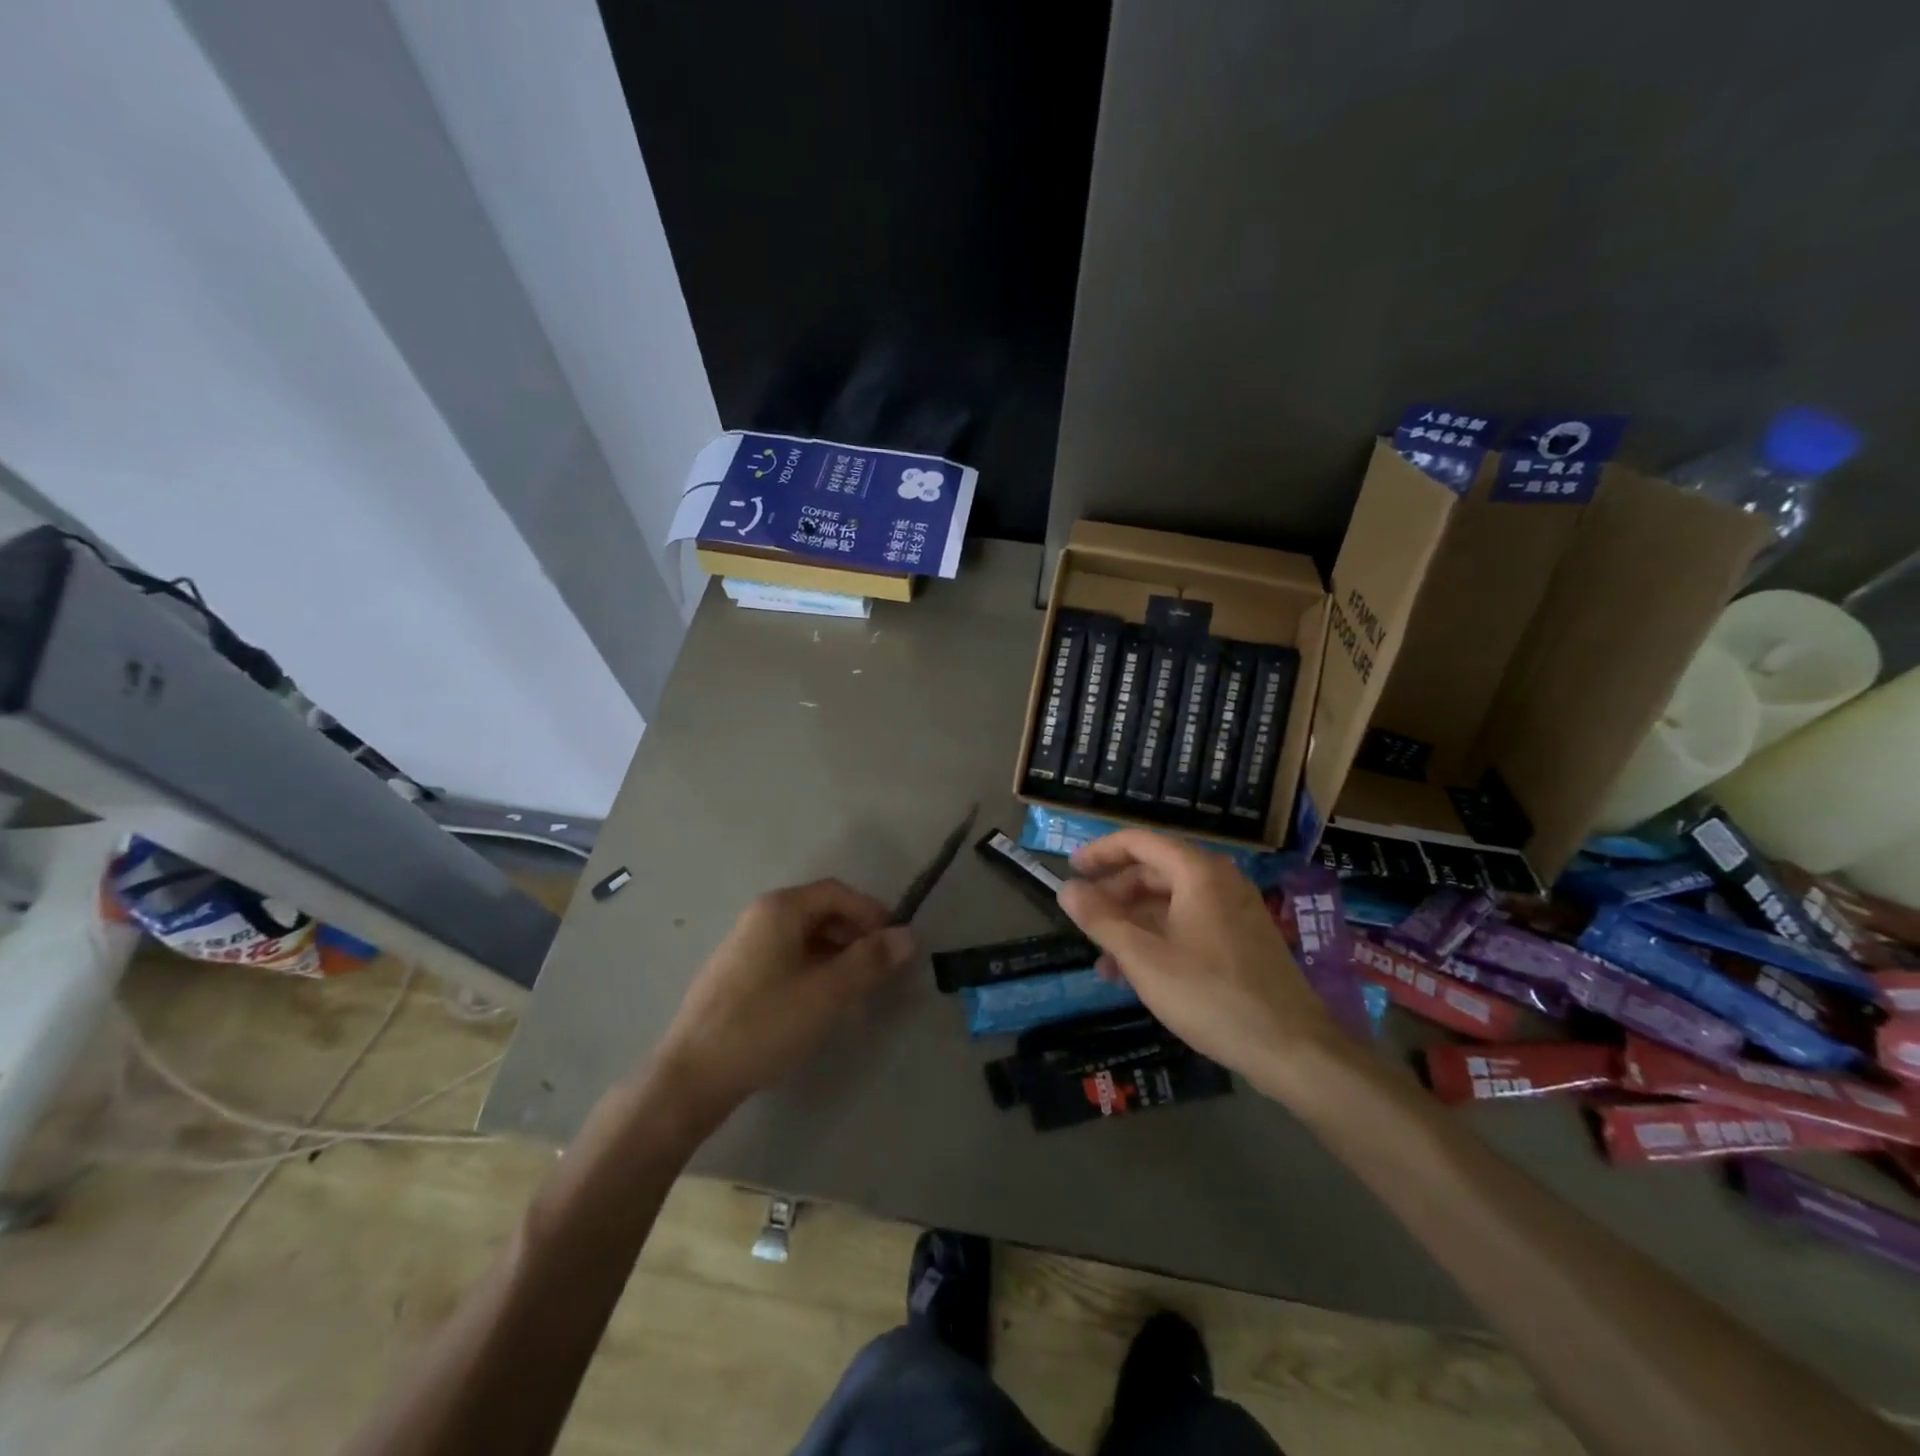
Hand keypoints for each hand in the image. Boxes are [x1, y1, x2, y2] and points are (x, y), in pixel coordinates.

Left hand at [650, 880, 915, 1123]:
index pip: (837, 893)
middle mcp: (761, 917)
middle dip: (857, 935)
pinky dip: (814, 970)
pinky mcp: (738, 975)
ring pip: (805, 938)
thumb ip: (870, 961)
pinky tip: (823, 1003)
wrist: (691, 1077)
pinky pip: (787, 958)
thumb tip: (909, 936)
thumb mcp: (827, 992)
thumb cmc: (764, 1024)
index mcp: (780, 909)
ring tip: (859, 990)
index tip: (896, 944)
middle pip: (821, 912)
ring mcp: (745, 946)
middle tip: (881, 969)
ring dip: (838, 955)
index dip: (872, 913)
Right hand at [1056, 830, 1336, 1088]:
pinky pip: (1190, 923)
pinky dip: (1159, 938)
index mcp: (1197, 873)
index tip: (1070, 870)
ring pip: (1170, 902)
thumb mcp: (1144, 959)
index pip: (1138, 842)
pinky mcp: (1243, 939)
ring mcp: (1235, 910)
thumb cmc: (1212, 995)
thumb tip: (1066, 889)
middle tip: (1084, 920)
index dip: (1100, 852)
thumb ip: (1101, 920)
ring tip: (1104, 960)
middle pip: (1153, 871)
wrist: (1293, 1048)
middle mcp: (1218, 881)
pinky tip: (1139, 974)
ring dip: (1133, 924)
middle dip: (1114, 895)